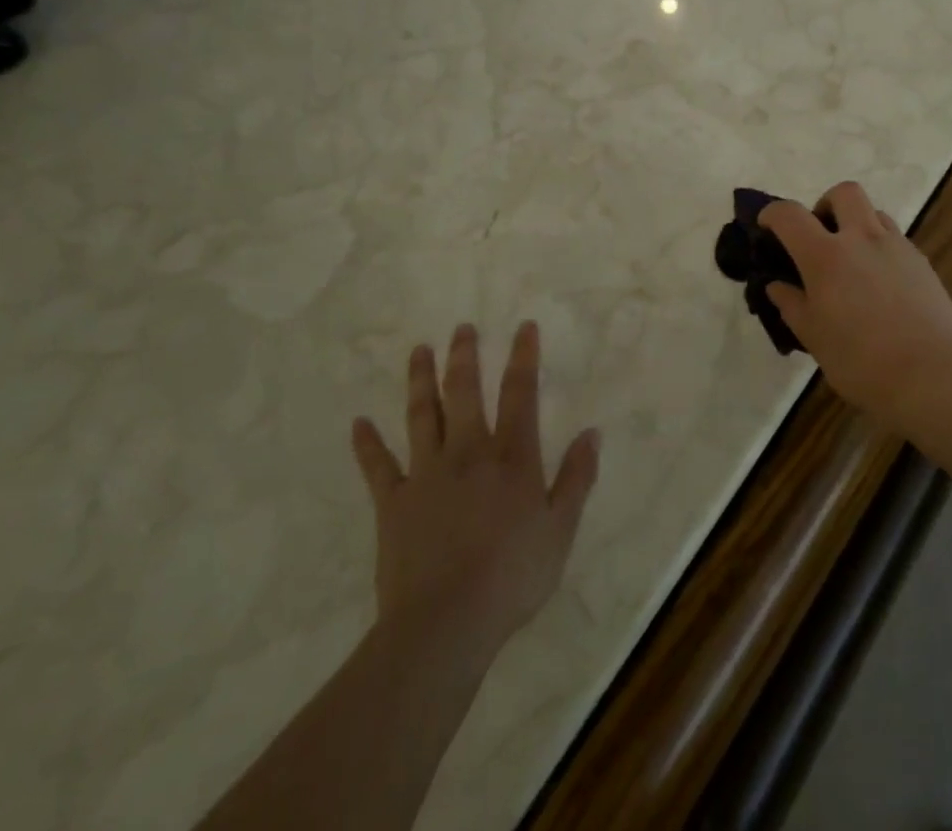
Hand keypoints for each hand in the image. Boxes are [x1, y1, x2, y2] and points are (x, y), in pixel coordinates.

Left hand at [350, 322, 598, 656]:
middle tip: (461, 328)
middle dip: (464, 356)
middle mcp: (468, 452)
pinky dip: (368, 444)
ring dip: (420, 381)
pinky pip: (378, 467)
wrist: (444, 624)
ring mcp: (426, 474)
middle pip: (465, 392)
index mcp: (511, 457)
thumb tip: (592, 433)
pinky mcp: (393, 503)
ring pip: (422, 415)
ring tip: (418, 351)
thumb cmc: (512, 576)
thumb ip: (577, 478)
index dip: (523, 357)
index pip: (520, 393)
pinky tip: (359, 423)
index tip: (524, 327)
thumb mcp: (560, 529)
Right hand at [761, 182, 951, 433]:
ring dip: (857, 225)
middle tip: (820, 235)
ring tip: (852, 261)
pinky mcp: (923, 264)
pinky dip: (881, 249)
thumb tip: (776, 286)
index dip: (773, 213)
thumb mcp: (814, 338)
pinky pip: (896, 241)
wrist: (932, 377)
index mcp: (826, 256)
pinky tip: (880, 285)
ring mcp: (897, 248)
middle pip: (844, 193)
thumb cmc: (861, 362)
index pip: (790, 215)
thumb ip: (792, 305)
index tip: (766, 225)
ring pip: (875, 213)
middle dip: (826, 204)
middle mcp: (862, 239)